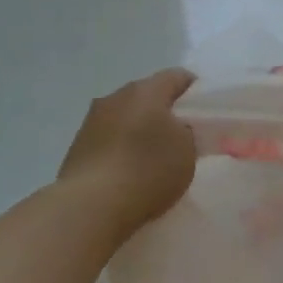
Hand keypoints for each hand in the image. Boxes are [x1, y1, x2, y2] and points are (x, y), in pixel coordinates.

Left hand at [58, 69, 197, 234]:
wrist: (90, 206)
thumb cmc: (147, 170)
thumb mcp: (188, 151)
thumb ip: (187, 133)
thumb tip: (176, 130)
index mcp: (146, 90)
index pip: (178, 76)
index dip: (195, 91)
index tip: (205, 113)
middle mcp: (116, 97)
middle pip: (148, 95)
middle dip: (165, 112)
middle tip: (181, 136)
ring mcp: (92, 121)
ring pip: (125, 117)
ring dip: (139, 130)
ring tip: (152, 157)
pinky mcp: (77, 147)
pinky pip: (108, 140)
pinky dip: (121, 149)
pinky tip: (128, 173)